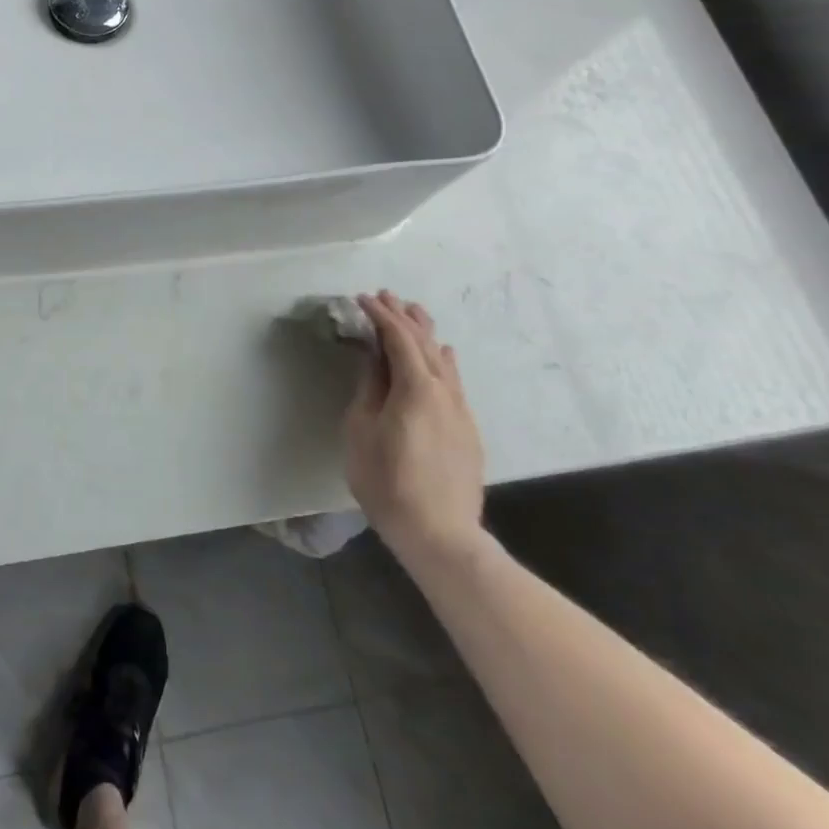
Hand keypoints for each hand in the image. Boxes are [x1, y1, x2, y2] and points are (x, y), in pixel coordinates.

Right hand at [343, 291, 486, 568]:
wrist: (439, 532)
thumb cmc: (387, 480)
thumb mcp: (362, 430)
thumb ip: (370, 388)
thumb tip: (373, 357)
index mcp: (415, 387)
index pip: (398, 338)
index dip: (380, 315)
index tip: (361, 299)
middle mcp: (444, 391)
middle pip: (424, 342)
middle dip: (404, 316)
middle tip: (385, 296)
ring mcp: (460, 410)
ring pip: (443, 359)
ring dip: (425, 333)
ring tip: (412, 314)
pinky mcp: (467, 429)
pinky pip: (453, 380)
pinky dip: (440, 359)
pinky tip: (440, 356)